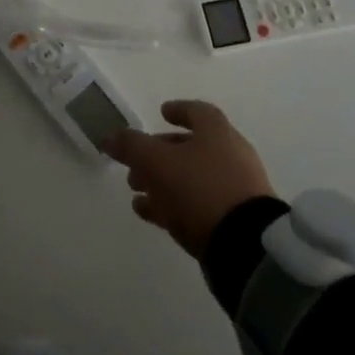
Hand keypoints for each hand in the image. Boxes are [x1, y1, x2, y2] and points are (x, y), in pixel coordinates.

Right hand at [106, 100, 275, 258]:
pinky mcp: (235, 220)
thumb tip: (110, 136)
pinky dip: (174, 204)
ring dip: (162, 181)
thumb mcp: (156, 162)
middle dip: (160, 153)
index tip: (162, 112)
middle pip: (191, 147)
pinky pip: (199, 204)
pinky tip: (150, 214)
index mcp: (217, 132)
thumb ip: (131, 146)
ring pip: (192, 178)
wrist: (245, 245)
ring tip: (136, 192)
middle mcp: (230, 154)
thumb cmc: (199, 188)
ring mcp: (235, 189)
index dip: (178, 110)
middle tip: (135, 164)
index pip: (198, 112)